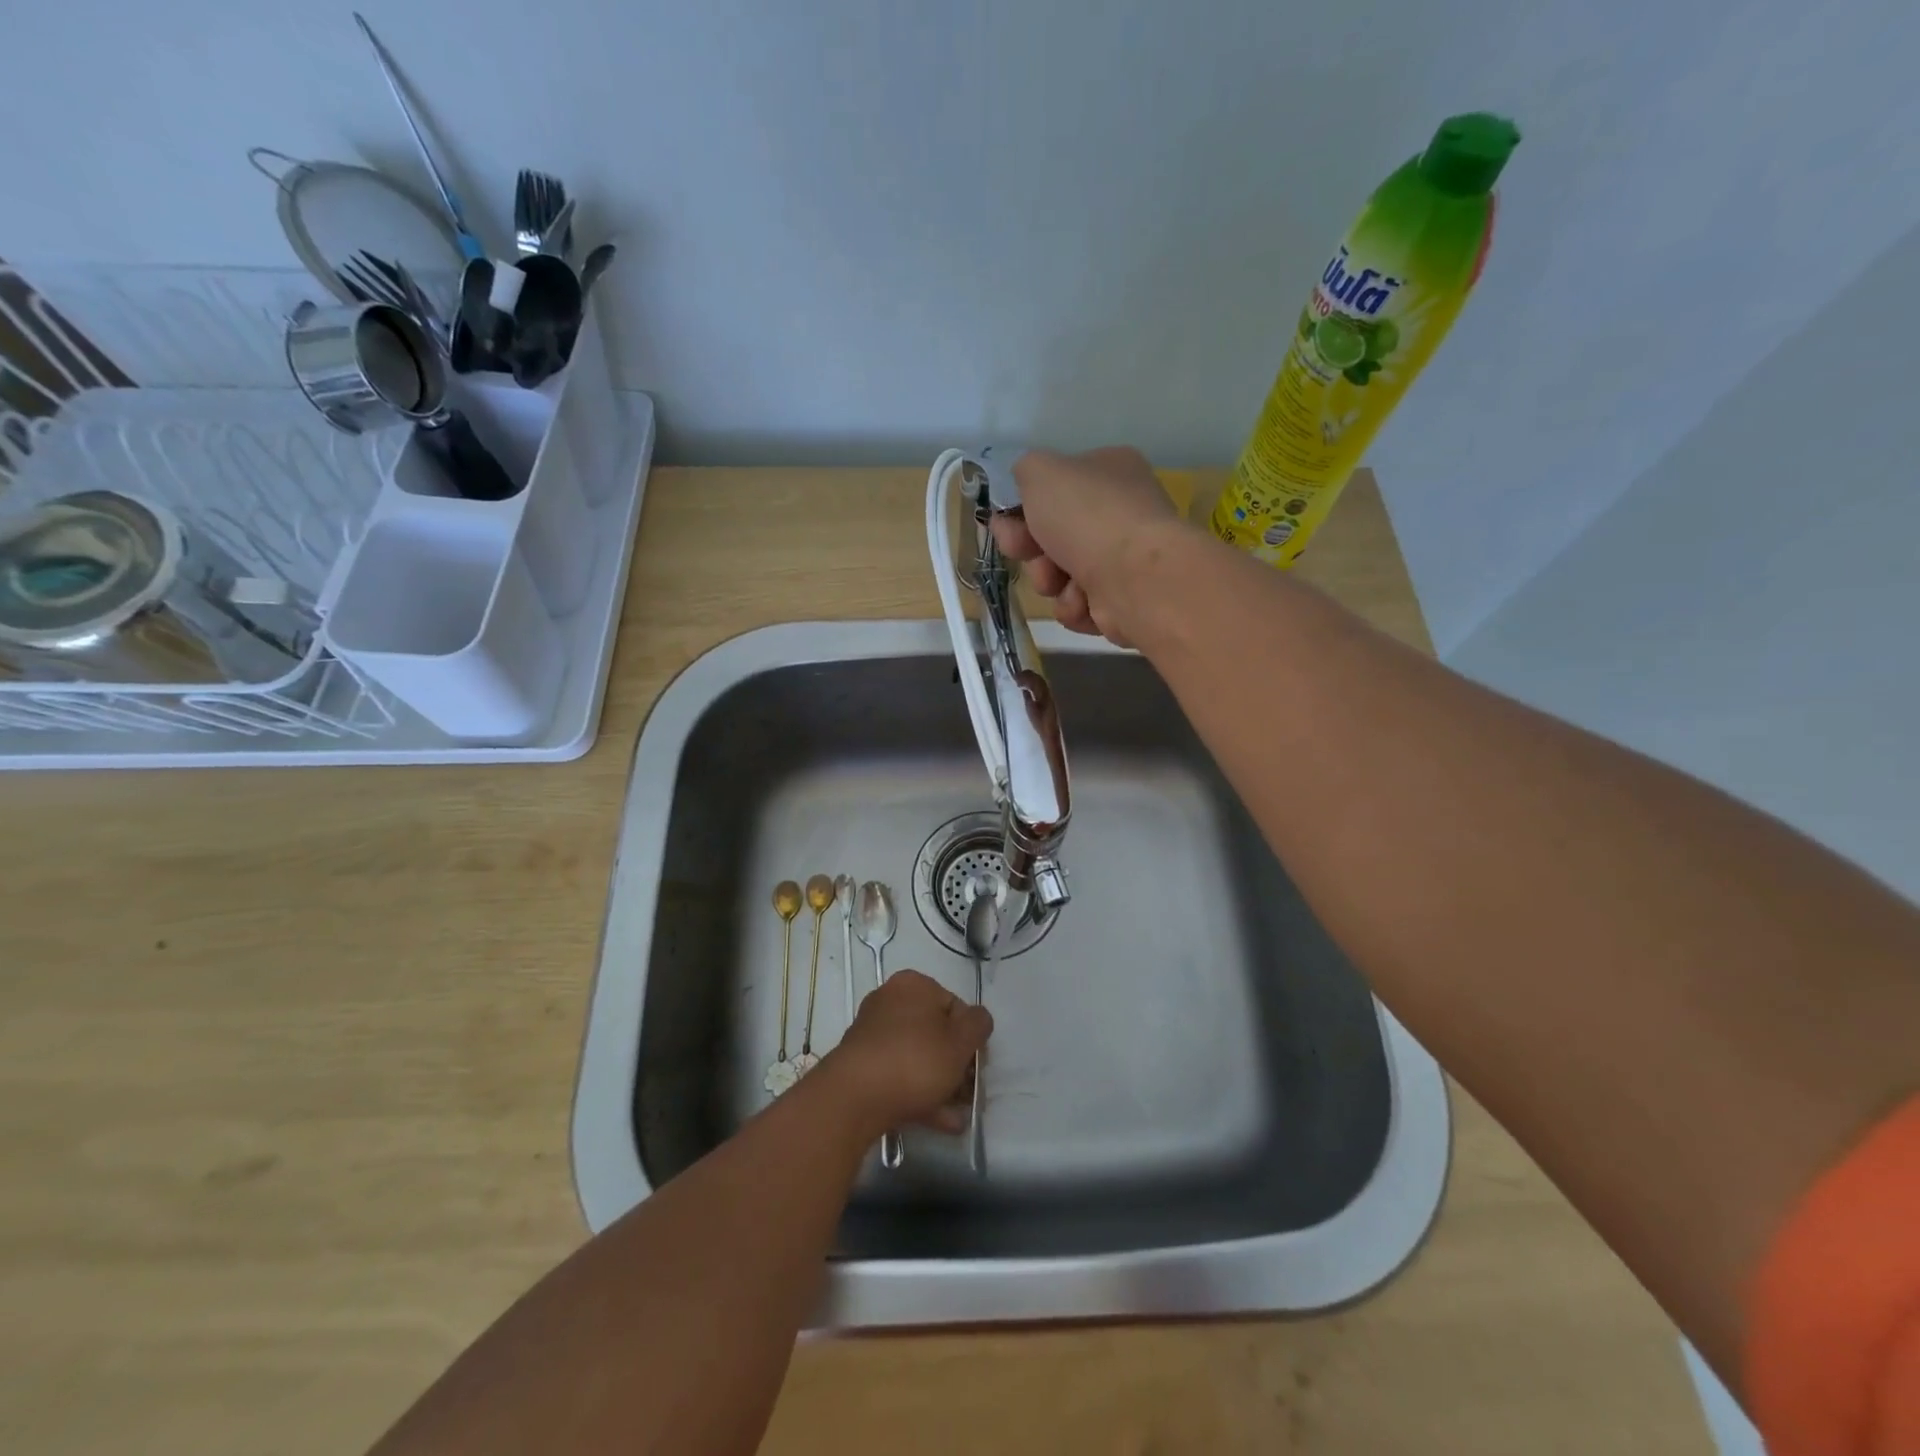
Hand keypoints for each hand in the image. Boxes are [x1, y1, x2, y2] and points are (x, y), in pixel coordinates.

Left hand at [815, 969, 991, 1136]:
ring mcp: (873, 1034)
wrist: (854, 1098)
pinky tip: (940, 1121)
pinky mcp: (862, 1064)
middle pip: (936, 1033)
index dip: (972, 1038)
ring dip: (942, 1085)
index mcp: (914, 986)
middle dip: (957, 1066)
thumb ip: (978, 1025)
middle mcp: (890, 1001)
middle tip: (971, 1094)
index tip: (979, 1066)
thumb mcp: (960, 1042)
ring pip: (918, 1057)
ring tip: (958, 1116)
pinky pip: (899, 1074)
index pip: (956, 1006)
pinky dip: (920, 1094)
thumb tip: (978, 1019)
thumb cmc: (915, 1061)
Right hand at [991, 446, 1184, 644]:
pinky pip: (1078, 605)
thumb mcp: (1040, 471)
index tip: (1006, 522)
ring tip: (1061, 581)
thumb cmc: (1087, 516)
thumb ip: (1024, 471)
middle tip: (1026, 552)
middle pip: (1052, 535)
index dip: (1022, 507)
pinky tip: (1084, 601)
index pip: (1055, 488)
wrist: (1134, 577)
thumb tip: (1026, 490)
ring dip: (1049, 580)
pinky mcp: (1123, 600)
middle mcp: (1120, 512)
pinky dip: (1074, 606)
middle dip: (1031, 550)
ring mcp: (1124, 559)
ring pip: (1060, 574)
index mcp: (1109, 470)